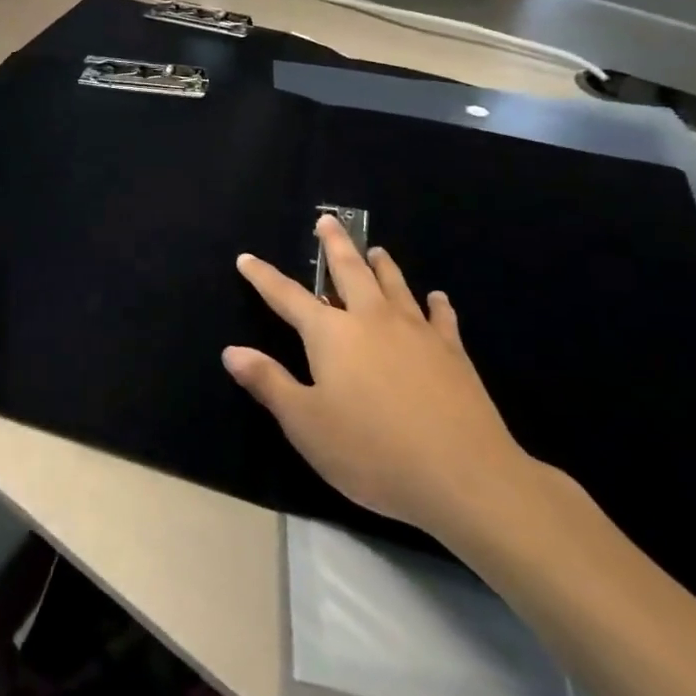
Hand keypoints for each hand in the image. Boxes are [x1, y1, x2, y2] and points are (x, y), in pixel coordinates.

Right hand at [225, 216, 535, 543]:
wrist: (464, 476)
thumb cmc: (372, 451)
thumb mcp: (305, 423)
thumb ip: (268, 382)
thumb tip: (231, 351)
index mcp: (330, 334)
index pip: (287, 296)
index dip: (263, 277)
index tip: (246, 258)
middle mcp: (371, 320)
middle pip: (348, 271)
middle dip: (334, 244)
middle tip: (328, 220)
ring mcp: (416, 332)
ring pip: (394, 285)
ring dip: (382, 265)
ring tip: (376, 250)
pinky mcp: (452, 353)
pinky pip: (441, 317)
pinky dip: (437, 304)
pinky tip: (437, 298)